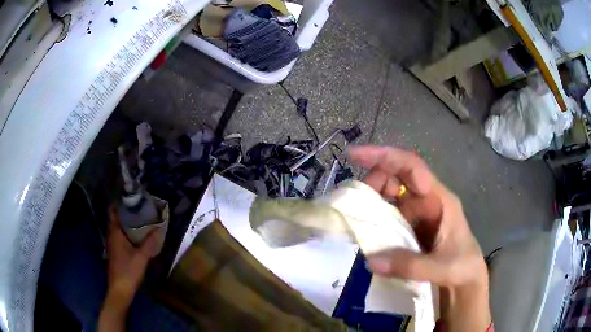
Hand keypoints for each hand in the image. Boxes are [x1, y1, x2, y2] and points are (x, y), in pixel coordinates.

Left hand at [105, 206, 158, 306]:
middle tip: (137, 207)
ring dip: (124, 222)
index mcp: (115, 233)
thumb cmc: (128, 271)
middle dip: (123, 212)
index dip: (118, 203)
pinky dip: (124, 232)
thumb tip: (160, 228)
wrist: (120, 289)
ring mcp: (111, 245)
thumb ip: (150, 243)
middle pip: (114, 219)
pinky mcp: (114, 253)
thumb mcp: (142, 257)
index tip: (128, 197)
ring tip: (137, 218)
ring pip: (116, 229)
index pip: (112, 212)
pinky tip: (134, 236)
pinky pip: (118, 237)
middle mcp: (111, 236)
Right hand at [349, 146, 490, 330]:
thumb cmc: (462, 266)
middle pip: (397, 176)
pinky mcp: (409, 227)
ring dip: (371, 198)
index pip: (412, 167)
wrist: (466, 278)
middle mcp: (426, 200)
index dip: (385, 157)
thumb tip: (370, 260)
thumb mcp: (441, 267)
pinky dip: (373, 216)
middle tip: (353, 200)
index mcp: (439, 199)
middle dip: (374, 180)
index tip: (355, 155)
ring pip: (390, 194)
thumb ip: (410, 265)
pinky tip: (361, 227)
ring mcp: (416, 213)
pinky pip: (387, 214)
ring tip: (353, 214)